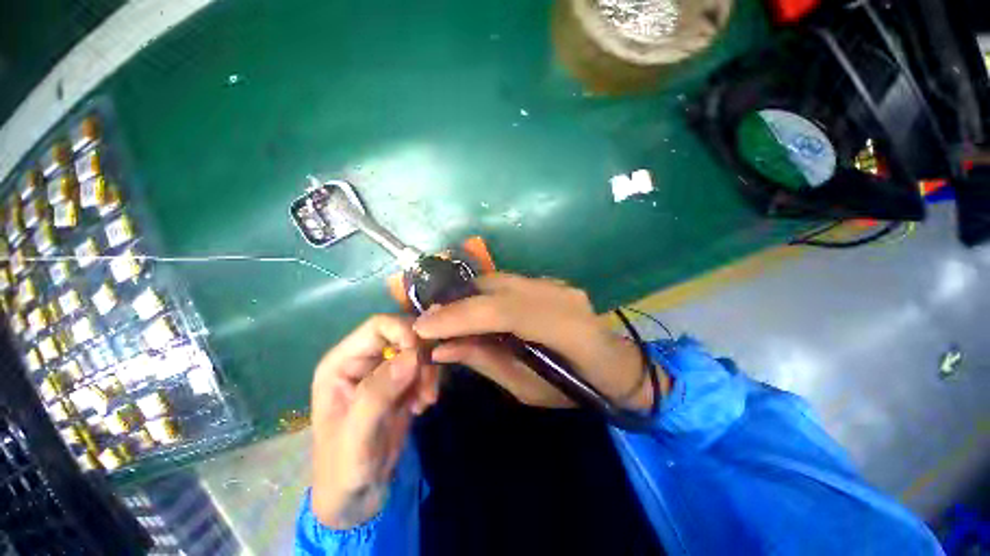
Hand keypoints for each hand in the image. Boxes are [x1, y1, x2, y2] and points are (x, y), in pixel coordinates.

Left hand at [310, 315, 438, 528]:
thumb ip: (379, 393)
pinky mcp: (402, 382)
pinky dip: (430, 381)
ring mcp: (385, 369)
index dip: (405, 331)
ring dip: (428, 372)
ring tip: (424, 402)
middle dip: (421, 356)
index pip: (378, 326)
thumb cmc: (343, 468)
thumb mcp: (356, 436)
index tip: (423, 358)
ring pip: (419, 349)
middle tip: (427, 389)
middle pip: (404, 334)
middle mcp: (364, 359)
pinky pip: (425, 366)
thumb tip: (413, 355)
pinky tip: (422, 405)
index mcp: (342, 362)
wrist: (357, 495)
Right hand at [413, 273, 660, 408]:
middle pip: (497, 288)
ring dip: (468, 296)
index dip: (460, 316)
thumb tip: (443, 348)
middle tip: (429, 320)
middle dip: (457, 303)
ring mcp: (557, 284)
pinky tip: (473, 310)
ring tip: (446, 316)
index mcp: (565, 328)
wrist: (616, 365)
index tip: (423, 326)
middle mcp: (560, 296)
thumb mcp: (527, 389)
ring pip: (500, 280)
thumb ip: (485, 361)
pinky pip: (508, 283)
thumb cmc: (576, 389)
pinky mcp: (550, 282)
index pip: (504, 311)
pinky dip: (484, 294)